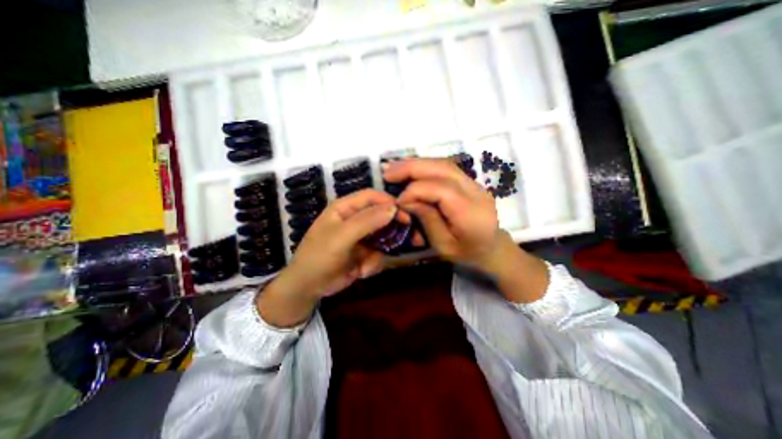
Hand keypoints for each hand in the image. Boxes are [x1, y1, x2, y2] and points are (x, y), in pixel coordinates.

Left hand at [259, 188, 398, 325]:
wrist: (308, 287)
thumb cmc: (319, 257)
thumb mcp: (341, 237)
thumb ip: (366, 221)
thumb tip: (393, 208)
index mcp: (345, 207)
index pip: (371, 196)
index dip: (388, 202)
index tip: (405, 214)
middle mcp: (355, 218)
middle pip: (381, 215)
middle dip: (391, 229)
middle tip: (403, 238)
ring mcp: (361, 236)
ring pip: (383, 237)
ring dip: (379, 252)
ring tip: (366, 265)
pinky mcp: (365, 251)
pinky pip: (379, 253)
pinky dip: (373, 263)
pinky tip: (361, 271)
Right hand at [385, 160, 499, 270]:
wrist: (493, 248)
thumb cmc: (467, 253)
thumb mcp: (443, 245)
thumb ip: (427, 219)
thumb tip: (407, 199)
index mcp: (470, 212)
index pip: (440, 189)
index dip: (414, 191)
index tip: (397, 202)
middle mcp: (475, 191)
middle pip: (442, 168)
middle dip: (412, 167)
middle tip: (387, 171)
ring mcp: (475, 183)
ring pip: (443, 163)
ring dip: (417, 163)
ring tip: (395, 168)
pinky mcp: (469, 181)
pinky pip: (445, 167)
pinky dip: (425, 166)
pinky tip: (411, 169)